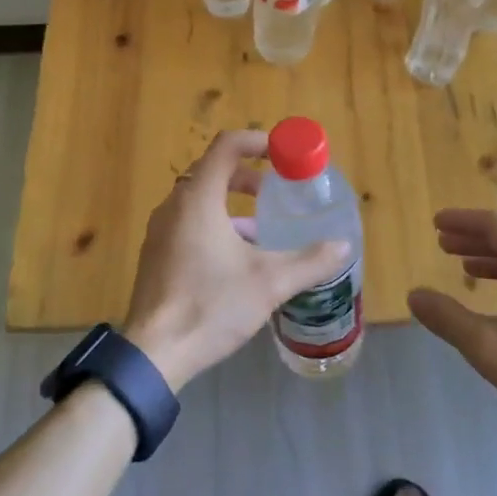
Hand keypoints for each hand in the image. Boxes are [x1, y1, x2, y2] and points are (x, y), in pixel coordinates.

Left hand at [122, 129, 350, 392]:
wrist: (153, 353)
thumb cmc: (211, 305)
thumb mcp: (269, 282)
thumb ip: (309, 261)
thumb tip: (343, 246)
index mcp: (198, 198)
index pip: (227, 146)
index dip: (257, 142)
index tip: (283, 155)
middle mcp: (174, 205)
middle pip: (213, 171)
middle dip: (247, 176)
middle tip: (276, 191)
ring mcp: (160, 230)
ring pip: (200, 200)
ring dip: (231, 204)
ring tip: (262, 229)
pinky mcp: (156, 254)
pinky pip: (188, 223)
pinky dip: (214, 224)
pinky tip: (236, 260)